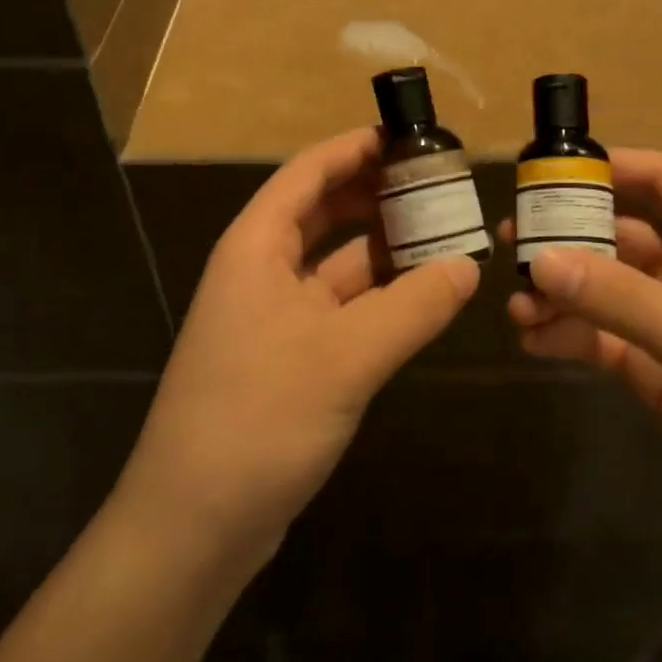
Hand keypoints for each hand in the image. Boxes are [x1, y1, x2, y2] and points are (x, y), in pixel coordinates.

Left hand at [116, 128, 480, 572]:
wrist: (193, 525)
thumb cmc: (258, 418)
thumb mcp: (345, 356)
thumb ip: (412, 307)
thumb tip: (468, 267)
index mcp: (256, 247)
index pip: (308, 173)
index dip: (356, 148)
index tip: (410, 136)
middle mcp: (261, 272)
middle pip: (323, 213)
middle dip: (376, 195)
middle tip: (439, 184)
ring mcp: (274, 318)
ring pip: (336, 265)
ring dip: (384, 250)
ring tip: (445, 235)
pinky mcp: (290, 360)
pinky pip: (341, 309)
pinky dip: (379, 298)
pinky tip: (422, 298)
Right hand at [505, 149, 661, 565]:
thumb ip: (620, 298)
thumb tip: (539, 260)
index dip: (610, 167)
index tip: (548, 172)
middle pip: (620, 235)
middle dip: (566, 237)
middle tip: (508, 243)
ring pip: (602, 290)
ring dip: (559, 293)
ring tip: (516, 309)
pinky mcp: (655, 370)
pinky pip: (600, 339)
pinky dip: (567, 336)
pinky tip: (533, 343)